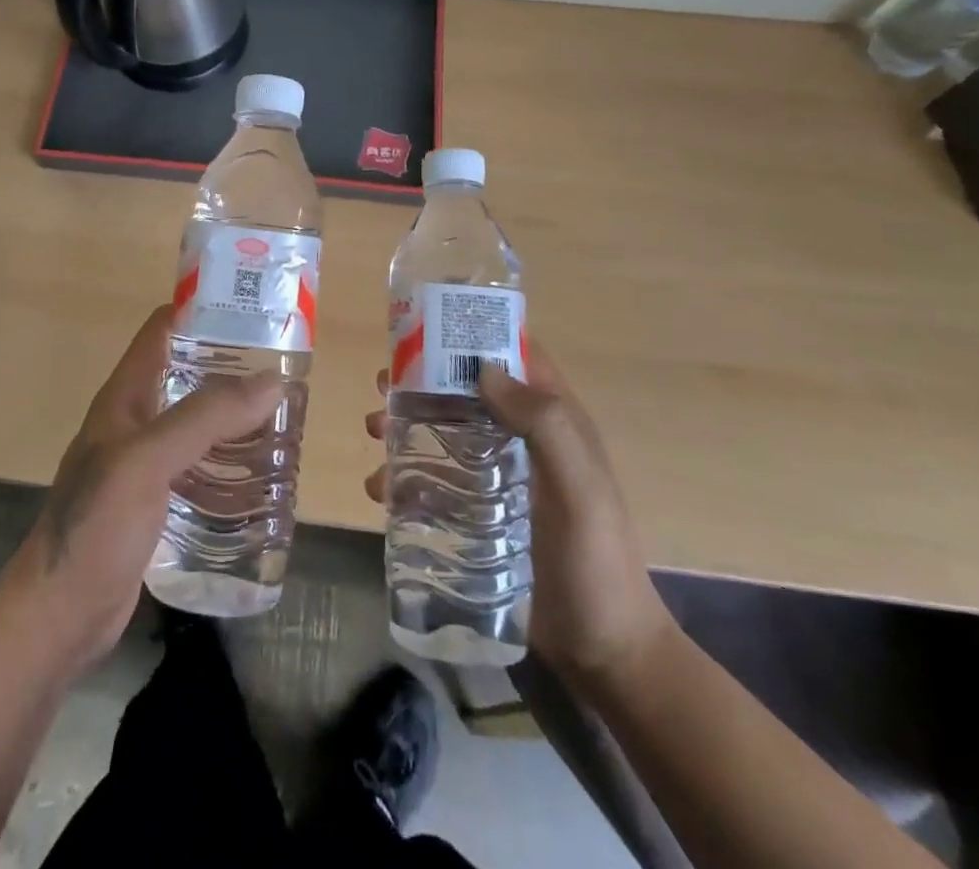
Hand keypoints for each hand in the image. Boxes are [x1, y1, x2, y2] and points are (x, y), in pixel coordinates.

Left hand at [0, 305, 284, 676]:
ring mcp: (145, 465)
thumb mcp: (147, 462)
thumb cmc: (95, 528)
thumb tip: (271, 380)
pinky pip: (200, 468)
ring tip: (284, 418)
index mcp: (124, 397)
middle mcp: (135, 422)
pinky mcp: (158, 503)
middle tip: (285, 370)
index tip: (253, 308)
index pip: (163, 331)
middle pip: (188, 376)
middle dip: (232, 368)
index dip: (202, 311)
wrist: (58, 619)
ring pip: (198, 424)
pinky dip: (230, 462)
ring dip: (236, 418)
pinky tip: (262, 475)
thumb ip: (204, 419)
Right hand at [365, 341, 675, 690]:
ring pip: (445, 434)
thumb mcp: (580, 486)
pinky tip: (381, 491)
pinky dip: (405, 477)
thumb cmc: (596, 559)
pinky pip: (435, 482)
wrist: (604, 651)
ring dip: (407, 426)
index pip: (515, 356)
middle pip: (467, 392)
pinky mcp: (479, 515)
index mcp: (553, 420)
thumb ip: (544, 424)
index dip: (475, 334)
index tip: (425, 327)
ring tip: (374, 433)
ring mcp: (500, 478)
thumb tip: (483, 369)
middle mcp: (524, 439)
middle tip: (382, 385)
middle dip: (423, 382)